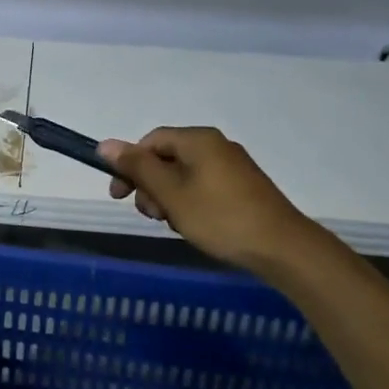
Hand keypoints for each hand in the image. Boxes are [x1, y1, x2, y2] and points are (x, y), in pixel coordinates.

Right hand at [97, 126, 322, 273]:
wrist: (283, 248)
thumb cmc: (220, 217)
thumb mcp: (171, 193)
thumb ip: (137, 167)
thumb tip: (105, 144)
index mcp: (198, 140)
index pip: (150, 141)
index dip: (129, 166)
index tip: (119, 196)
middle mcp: (216, 145)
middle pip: (167, 158)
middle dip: (150, 186)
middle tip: (152, 216)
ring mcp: (232, 166)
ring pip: (184, 175)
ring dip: (169, 198)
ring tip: (175, 225)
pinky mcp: (243, 187)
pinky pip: (203, 186)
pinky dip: (190, 203)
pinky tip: (194, 226)